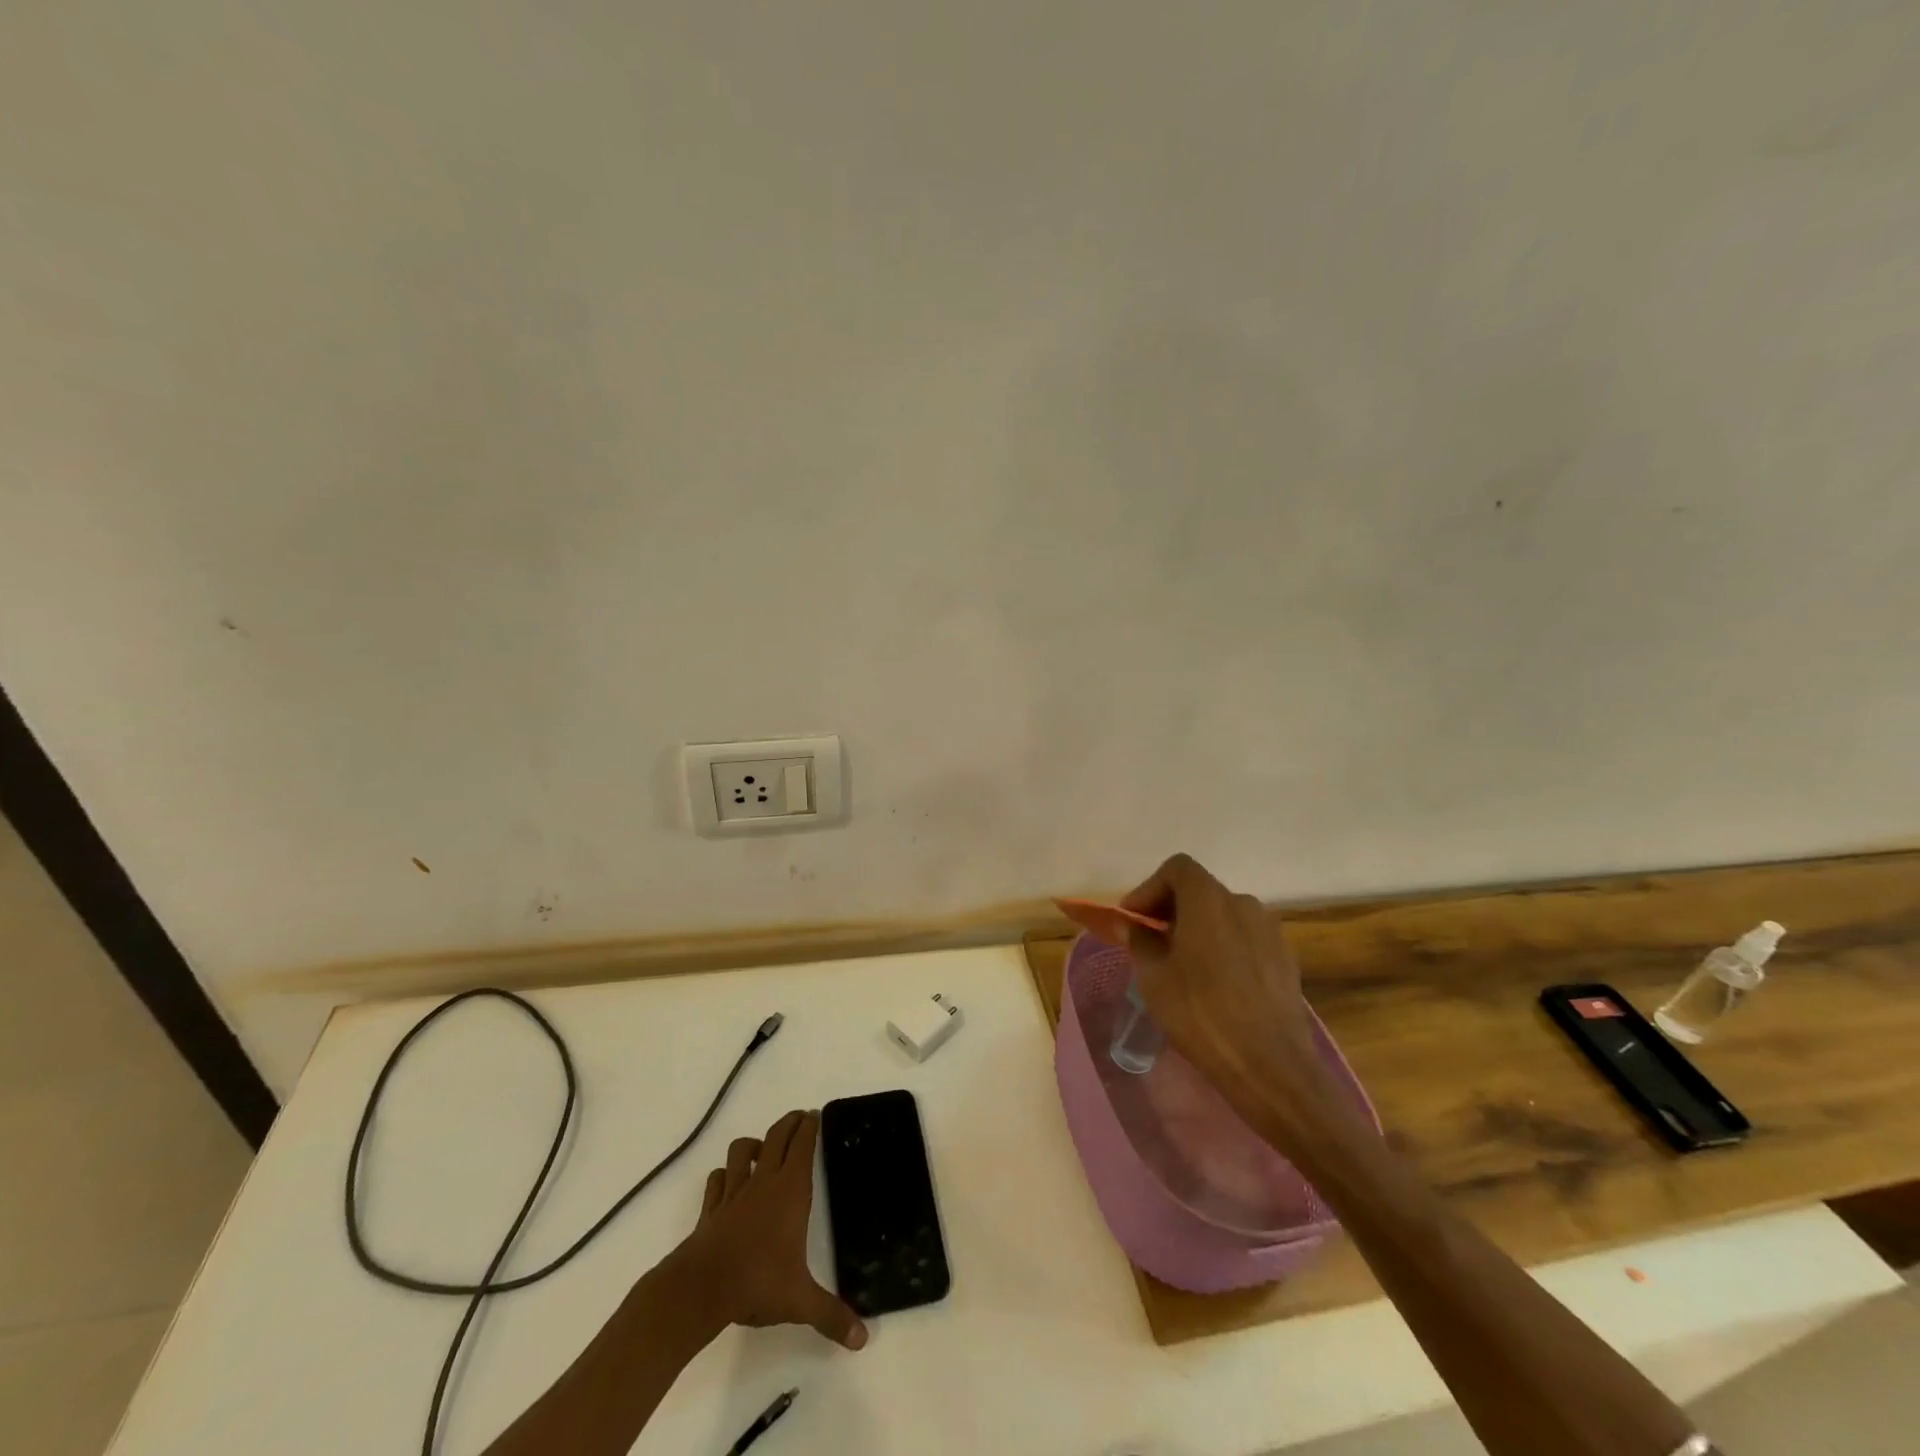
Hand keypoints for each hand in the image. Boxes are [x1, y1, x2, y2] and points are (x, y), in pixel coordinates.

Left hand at [674, 1110, 866, 1350]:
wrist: (701, 1289)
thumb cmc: (757, 1283)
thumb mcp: (800, 1302)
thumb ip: (831, 1316)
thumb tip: (862, 1339)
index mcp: (790, 1191)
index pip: (802, 1145)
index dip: (810, 1126)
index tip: (815, 1115)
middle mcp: (764, 1182)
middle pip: (776, 1136)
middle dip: (789, 1123)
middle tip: (800, 1118)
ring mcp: (734, 1192)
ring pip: (741, 1150)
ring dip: (753, 1144)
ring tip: (762, 1147)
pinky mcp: (711, 1208)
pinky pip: (716, 1180)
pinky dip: (723, 1174)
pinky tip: (728, 1181)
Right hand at [1121, 854, 1328, 1131]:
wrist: (1270, 1066)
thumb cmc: (1200, 1013)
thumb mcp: (1154, 977)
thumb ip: (1139, 941)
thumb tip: (1128, 924)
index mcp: (1209, 900)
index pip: (1177, 869)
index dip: (1150, 888)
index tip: (1134, 919)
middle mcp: (1243, 904)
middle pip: (1201, 891)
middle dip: (1172, 910)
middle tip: (1151, 943)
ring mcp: (1270, 931)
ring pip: (1224, 917)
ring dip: (1199, 930)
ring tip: (1183, 966)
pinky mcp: (1285, 959)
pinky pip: (1245, 940)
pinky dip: (1224, 948)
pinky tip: (1216, 985)